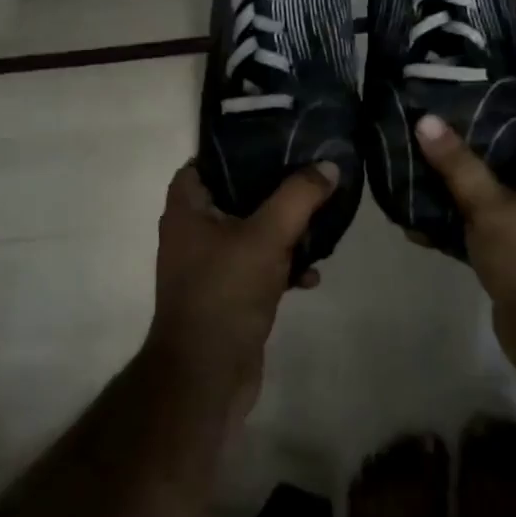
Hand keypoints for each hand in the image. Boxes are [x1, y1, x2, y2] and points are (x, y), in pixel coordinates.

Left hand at [147, 160, 337, 411]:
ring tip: (321, 223)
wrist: (207, 377)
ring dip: (286, 230)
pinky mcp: (230, 295)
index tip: (274, 139)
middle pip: (236, 196)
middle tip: (310, 174)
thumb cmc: (226, 293)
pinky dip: (284, 267)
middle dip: (274, 189)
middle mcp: (193, 234)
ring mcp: (211, 267)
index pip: (203, 163)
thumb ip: (299, 196)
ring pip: (253, 232)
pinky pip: (260, 267)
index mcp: (187, 211)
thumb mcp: (267, 236)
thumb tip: (328, 165)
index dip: (234, 149)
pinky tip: (311, 275)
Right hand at [414, 105, 515, 370]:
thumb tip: (426, 120)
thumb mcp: (490, 205)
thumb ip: (458, 165)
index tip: (479, 91)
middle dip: (475, 145)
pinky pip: (482, 232)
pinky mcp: (515, 260)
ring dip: (459, 189)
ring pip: (492, 198)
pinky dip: (455, 227)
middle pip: (512, 160)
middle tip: (435, 128)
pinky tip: (417, 226)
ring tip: (417, 171)